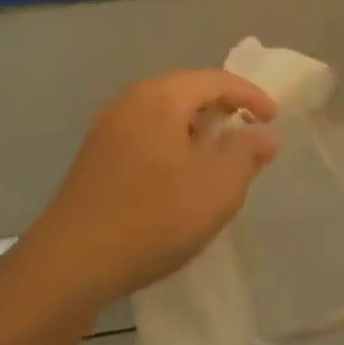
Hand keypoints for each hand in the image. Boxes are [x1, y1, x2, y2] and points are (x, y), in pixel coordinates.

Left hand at [27, 71, 279, 306]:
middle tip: (248, 129)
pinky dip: (172, 143)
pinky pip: (145, 134)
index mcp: (161, 97)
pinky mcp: (95, 157)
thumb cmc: (153, 218)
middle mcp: (131, 101)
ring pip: (164, 113)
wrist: (70, 264)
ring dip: (196, 127)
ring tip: (218, 154)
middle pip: (186, 90)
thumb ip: (246, 154)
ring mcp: (107, 128)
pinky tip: (180, 175)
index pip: (216, 80)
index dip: (250, 95)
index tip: (273, 118)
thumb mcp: (217, 188)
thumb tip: (263, 135)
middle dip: (222, 107)